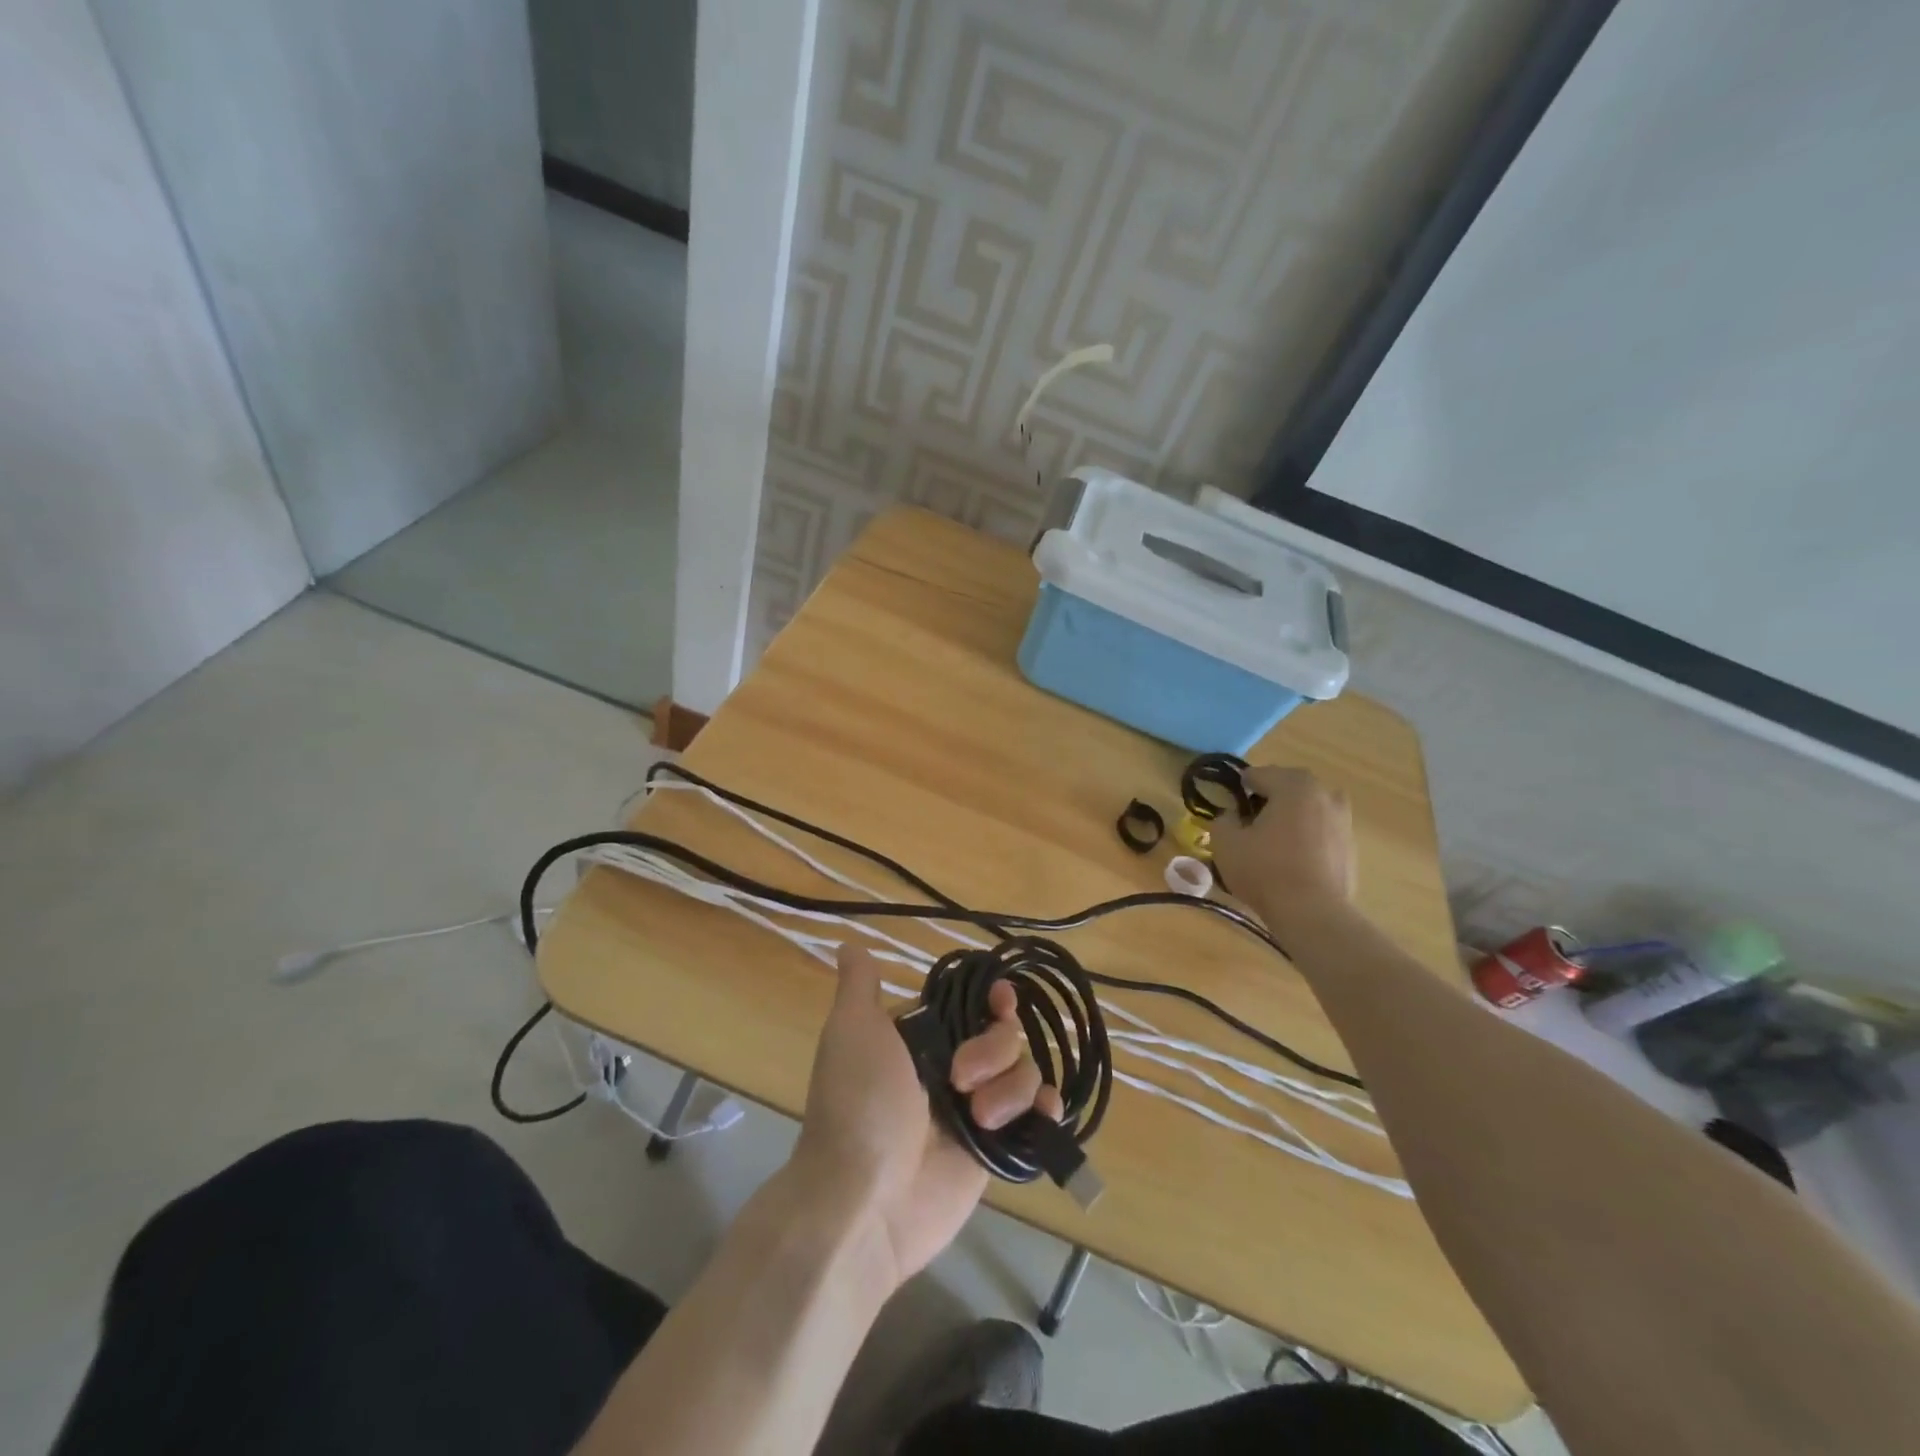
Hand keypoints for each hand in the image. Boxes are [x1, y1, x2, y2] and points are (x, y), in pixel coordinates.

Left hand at [790, 945, 1062, 1291]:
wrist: (864, 1200)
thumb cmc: (859, 1105)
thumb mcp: (852, 1032)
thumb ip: (860, 987)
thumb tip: (850, 943)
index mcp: (920, 1037)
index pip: (970, 1004)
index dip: (991, 999)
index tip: (999, 1001)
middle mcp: (950, 1068)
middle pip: (1002, 1034)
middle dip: (993, 1048)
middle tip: (960, 1078)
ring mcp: (975, 1110)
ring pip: (1022, 1071)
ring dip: (1010, 1087)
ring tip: (979, 1118)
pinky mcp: (994, 1149)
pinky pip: (1035, 1117)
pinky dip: (1045, 1109)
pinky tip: (1042, 1113)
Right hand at [1208, 765, 1357, 935]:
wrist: (1312, 913)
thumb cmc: (1264, 870)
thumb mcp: (1225, 842)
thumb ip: (1222, 819)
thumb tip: (1232, 816)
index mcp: (1294, 785)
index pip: (1258, 775)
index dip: (1239, 788)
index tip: (1228, 806)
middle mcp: (1325, 794)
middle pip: (1288, 788)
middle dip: (1268, 800)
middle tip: (1248, 823)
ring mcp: (1343, 821)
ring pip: (1307, 810)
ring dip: (1290, 818)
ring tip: (1271, 842)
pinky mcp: (1351, 847)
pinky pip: (1321, 833)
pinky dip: (1306, 838)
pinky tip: (1290, 861)